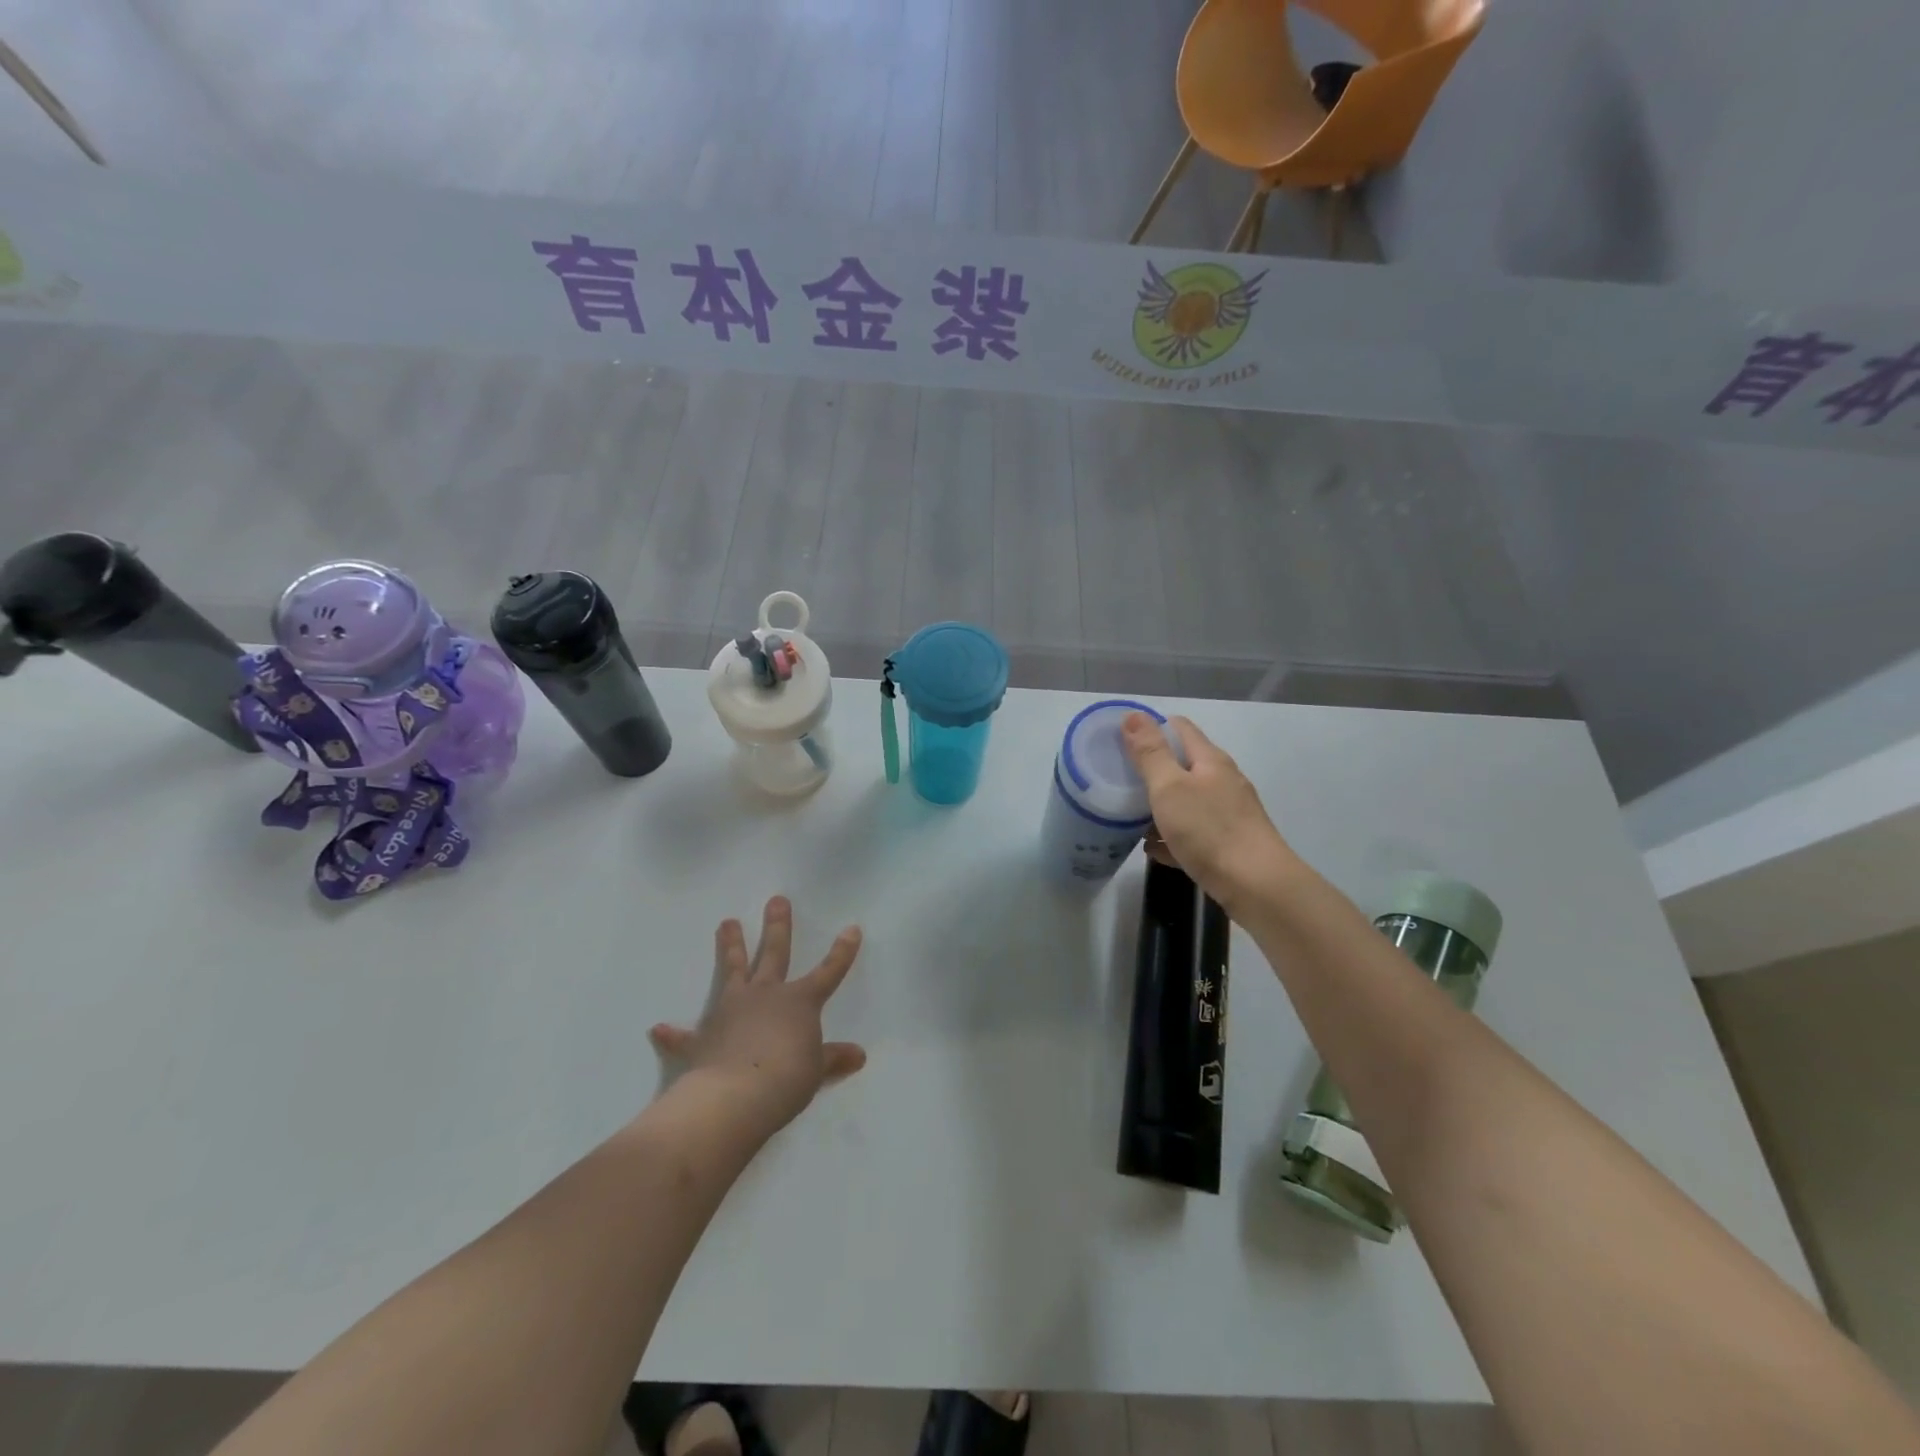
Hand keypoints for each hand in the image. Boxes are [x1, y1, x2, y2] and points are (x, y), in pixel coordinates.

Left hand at [648, 897, 866, 1137]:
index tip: (852, 929)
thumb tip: (858, 1055)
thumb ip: (832, 1059)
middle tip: (776, 900)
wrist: (736, 1096)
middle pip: (774, 954)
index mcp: (799, 1002)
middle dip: (778, 926)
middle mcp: (766, 996)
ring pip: (733, 971)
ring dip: (730, 947)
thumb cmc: (786, 1079)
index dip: (842, 952)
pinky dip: (673, 1034)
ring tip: (726, 922)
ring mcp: (732, 1011)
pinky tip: (658, 1029)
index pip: (828, 972)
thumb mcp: (815, 1071)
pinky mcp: (703, 1037)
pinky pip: (685, 1035)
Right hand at [1123, 713, 1295, 915]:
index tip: (1119, 738)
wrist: (1257, 887)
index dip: (1150, 726)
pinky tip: (1153, 849)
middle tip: (1117, 777)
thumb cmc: (1210, 830)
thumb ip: (1150, 752)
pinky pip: (1192, 832)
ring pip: (1186, 800)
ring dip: (1159, 804)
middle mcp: (1222, 781)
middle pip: (1182, 764)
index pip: (1179, 728)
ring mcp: (1228, 814)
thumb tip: (1133, 714)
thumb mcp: (1170, 787)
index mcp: (1210, 760)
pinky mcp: (1228, 844)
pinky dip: (1172, 835)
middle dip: (1151, 768)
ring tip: (1126, 815)